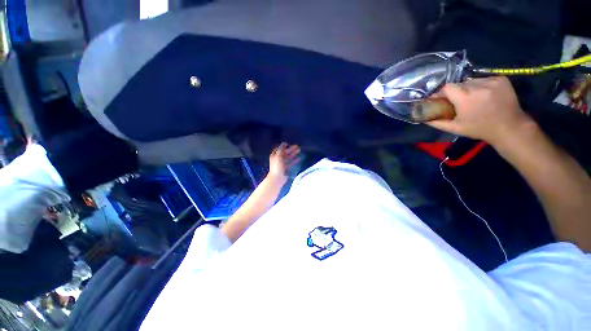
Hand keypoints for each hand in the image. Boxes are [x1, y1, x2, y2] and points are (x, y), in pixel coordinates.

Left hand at [268, 143, 300, 181]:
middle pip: (285, 152)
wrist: (277, 178)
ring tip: (299, 150)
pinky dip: (294, 160)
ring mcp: (282, 164)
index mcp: (275, 155)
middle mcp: (278, 159)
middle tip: (298, 146)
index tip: (289, 144)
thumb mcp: (278, 156)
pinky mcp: (286, 168)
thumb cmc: (277, 166)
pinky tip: (299, 158)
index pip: (279, 149)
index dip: (284, 146)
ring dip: (294, 153)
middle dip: (291, 149)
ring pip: (289, 157)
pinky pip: (291, 163)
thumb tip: (284, 143)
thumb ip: (281, 149)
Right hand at [427, 77, 534, 146]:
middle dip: (456, 92)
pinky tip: (484, 95)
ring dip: (468, 88)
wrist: (509, 127)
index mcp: (466, 98)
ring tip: (472, 98)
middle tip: (457, 101)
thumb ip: (438, 123)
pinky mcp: (501, 79)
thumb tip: (424, 119)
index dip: (442, 92)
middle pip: (459, 84)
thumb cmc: (480, 129)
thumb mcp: (455, 128)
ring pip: (472, 81)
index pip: (447, 87)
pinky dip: (481, 86)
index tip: (440, 98)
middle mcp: (478, 86)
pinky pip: (484, 79)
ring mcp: (491, 81)